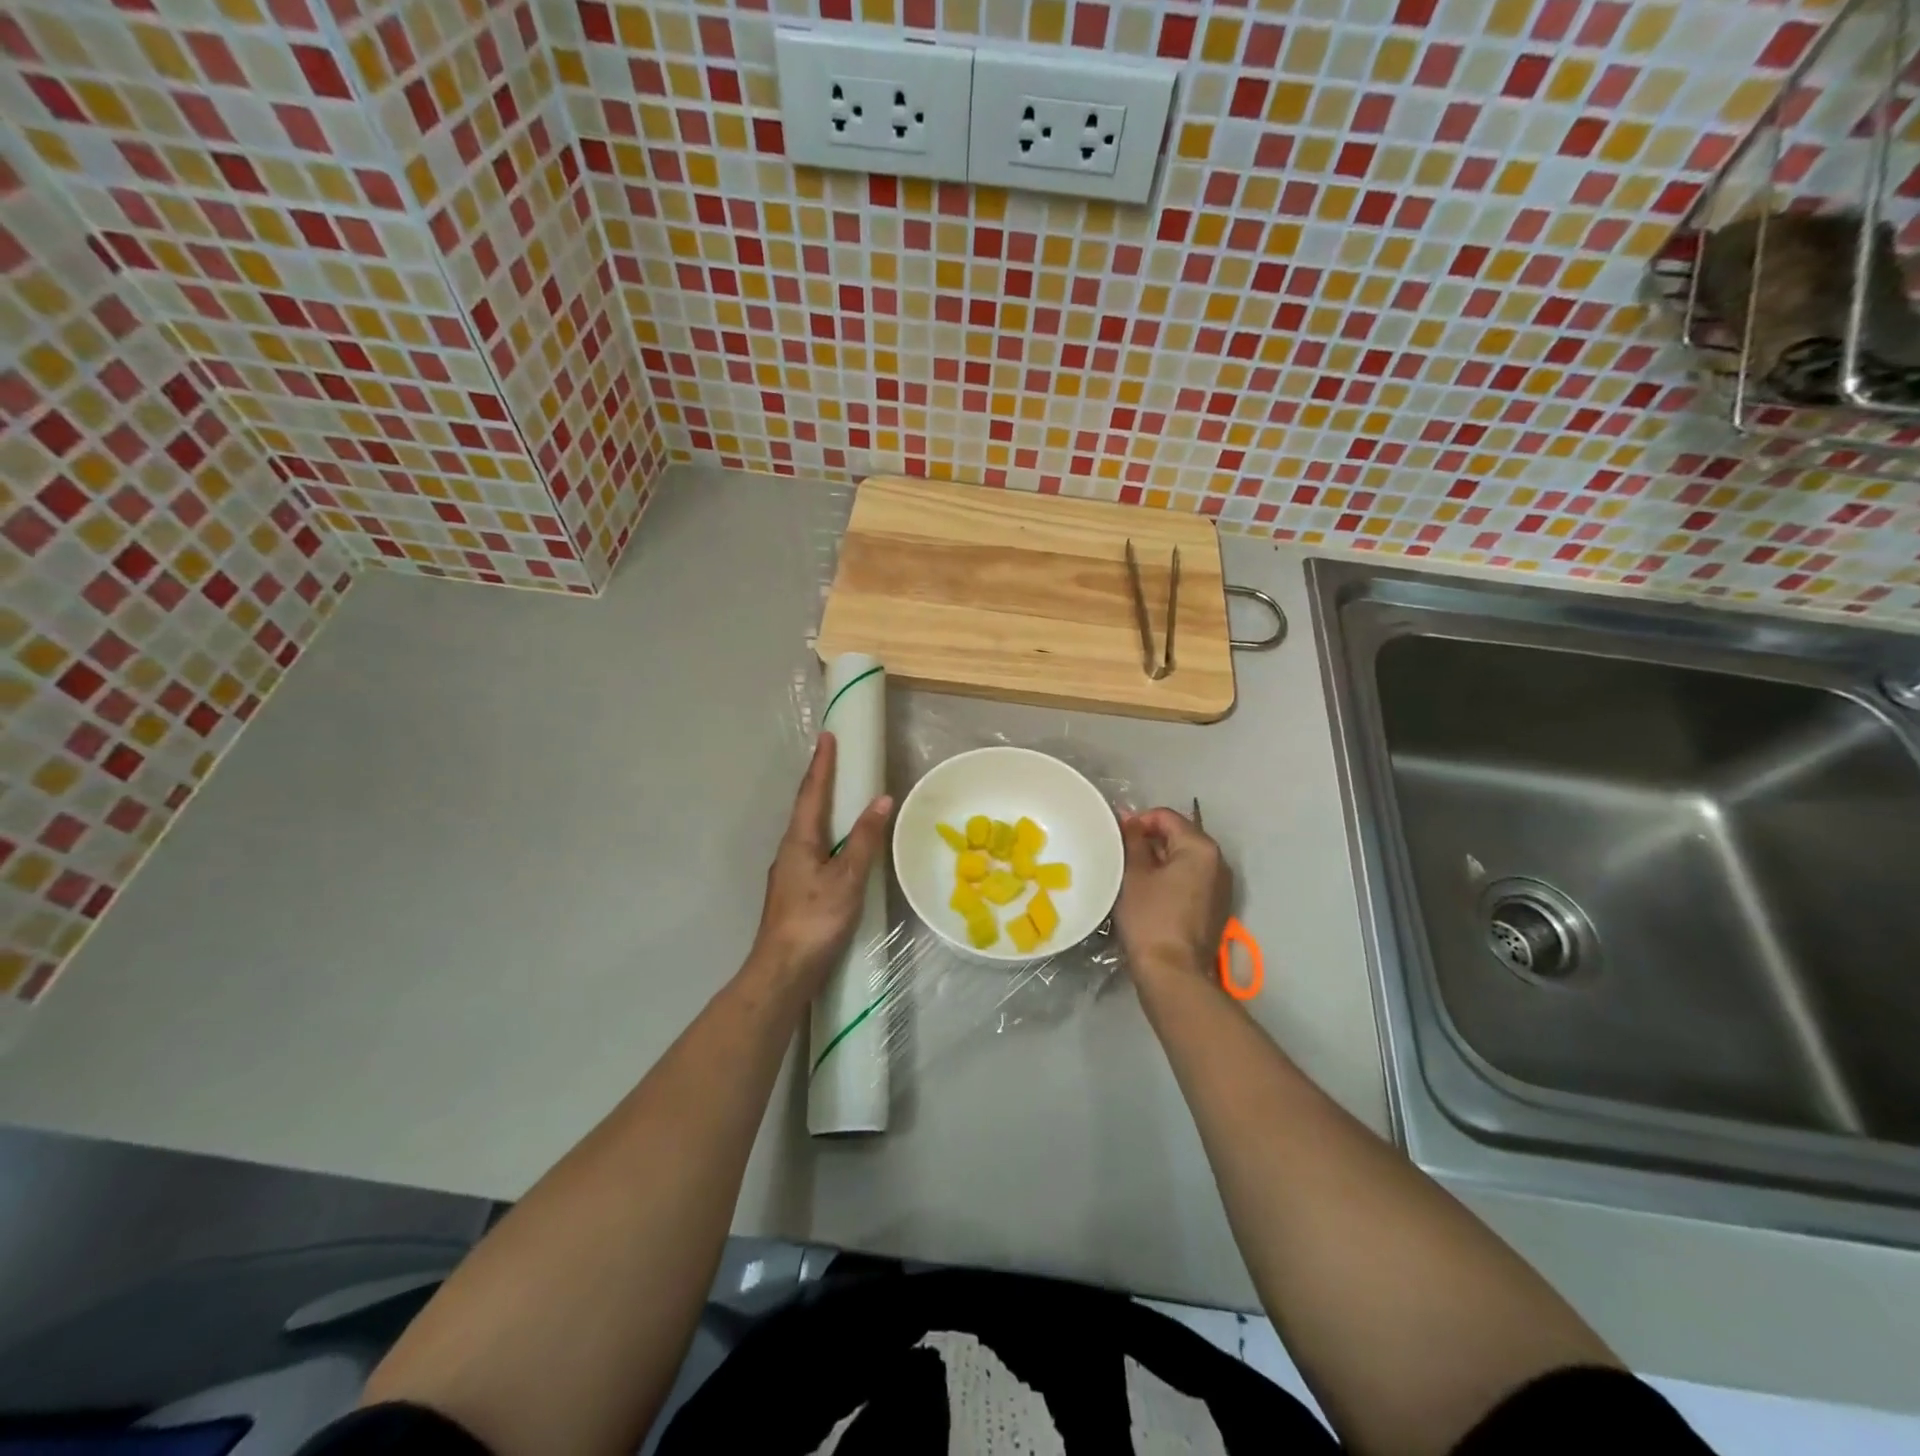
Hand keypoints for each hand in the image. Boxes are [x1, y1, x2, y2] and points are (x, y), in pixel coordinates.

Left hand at [749, 732, 892, 994]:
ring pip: (809, 830)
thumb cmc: (815, 919)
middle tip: (835, 759)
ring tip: (841, 797)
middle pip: (807, 808)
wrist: (782, 971)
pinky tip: (838, 848)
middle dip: (821, 782)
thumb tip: (881, 800)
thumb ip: (864, 840)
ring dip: (823, 809)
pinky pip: (813, 850)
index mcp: (799, 840)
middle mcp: (790, 850)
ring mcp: (790, 872)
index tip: (827, 736)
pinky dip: (827, 836)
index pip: (812, 793)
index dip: (822, 764)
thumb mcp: (847, 878)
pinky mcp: (795, 892)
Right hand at [1116, 807, 1232, 983]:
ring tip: (1130, 874)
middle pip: (1178, 836)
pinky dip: (1169, 880)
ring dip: (1158, 861)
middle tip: (1119, 856)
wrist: (1172, 972)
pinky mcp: (1215, 908)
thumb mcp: (1134, 873)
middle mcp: (1218, 862)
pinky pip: (1190, 880)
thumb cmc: (1150, 917)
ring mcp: (1220, 887)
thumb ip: (1132, 839)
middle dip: (1149, 841)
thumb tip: (1129, 818)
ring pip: (1183, 860)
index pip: (1166, 817)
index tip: (1116, 838)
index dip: (1137, 821)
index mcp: (1201, 848)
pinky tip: (1147, 894)